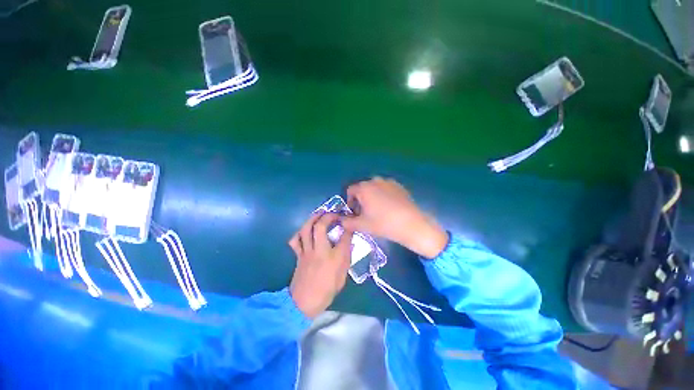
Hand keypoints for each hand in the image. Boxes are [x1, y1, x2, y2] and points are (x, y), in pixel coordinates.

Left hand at [288, 213, 353, 318]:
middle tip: (333, 213)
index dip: (347, 226)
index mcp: (334, 257)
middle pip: (320, 226)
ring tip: (319, 214)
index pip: (343, 236)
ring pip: (306, 229)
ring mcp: (306, 252)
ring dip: (312, 218)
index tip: (349, 221)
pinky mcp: (298, 255)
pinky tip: (305, 230)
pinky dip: (299, 232)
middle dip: (327, 216)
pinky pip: (296, 240)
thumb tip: (348, 242)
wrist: (304, 303)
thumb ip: (346, 257)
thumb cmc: (326, 290)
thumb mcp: (342, 275)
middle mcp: (319, 251)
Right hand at [341, 177, 447, 258]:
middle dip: (360, 200)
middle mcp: (375, 180)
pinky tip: (389, 208)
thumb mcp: (361, 225)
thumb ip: (347, 223)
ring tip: (378, 211)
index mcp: (363, 188)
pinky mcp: (399, 186)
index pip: (350, 191)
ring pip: (374, 189)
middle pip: (362, 189)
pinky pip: (385, 189)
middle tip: (365, 214)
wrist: (411, 224)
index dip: (349, 202)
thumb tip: (341, 221)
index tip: (354, 214)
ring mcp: (388, 182)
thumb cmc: (383, 223)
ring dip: (372, 198)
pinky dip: (383, 196)